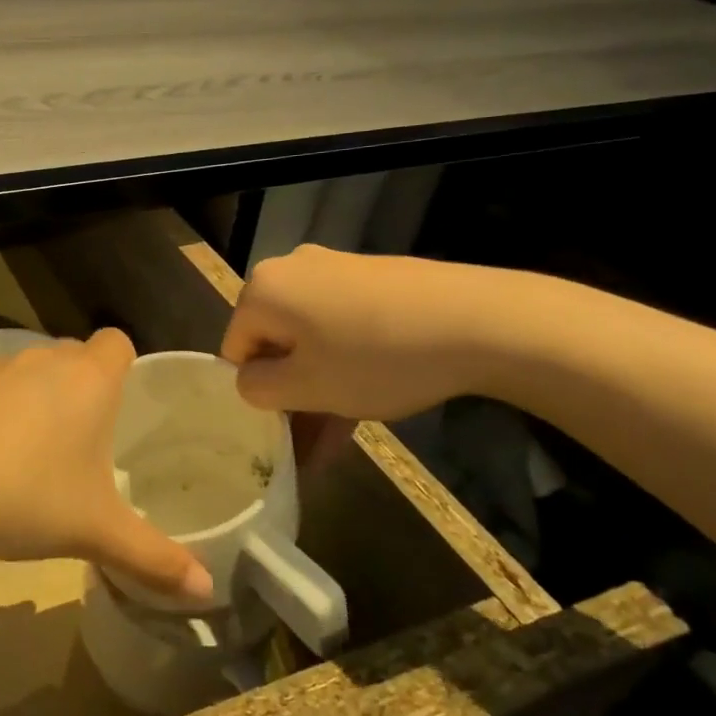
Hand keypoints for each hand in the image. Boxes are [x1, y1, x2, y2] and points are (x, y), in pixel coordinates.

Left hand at [0, 329, 212, 602]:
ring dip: (38, 401)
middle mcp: (44, 360)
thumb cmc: (26, 495)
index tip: (123, 408)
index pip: (118, 342)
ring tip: (35, 456)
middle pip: (75, 357)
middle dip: (84, 389)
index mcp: (88, 379)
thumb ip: (153, 557)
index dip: (126, 367)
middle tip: (87, 444)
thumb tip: (206, 591)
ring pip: (31, 372)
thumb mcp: (95, 532)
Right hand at [220, 245, 504, 420]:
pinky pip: (345, 327)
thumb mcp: (305, 387)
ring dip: (320, 389)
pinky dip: (348, 365)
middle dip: (291, 396)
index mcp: (263, 289)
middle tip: (308, 445)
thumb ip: (258, 389)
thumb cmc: (375, 357)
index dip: (256, 392)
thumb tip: (251, 381)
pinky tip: (367, 406)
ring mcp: (337, 271)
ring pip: (314, 340)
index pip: (236, 349)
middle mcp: (293, 270)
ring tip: (337, 443)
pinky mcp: (376, 280)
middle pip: (276, 343)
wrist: (479, 320)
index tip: (282, 427)